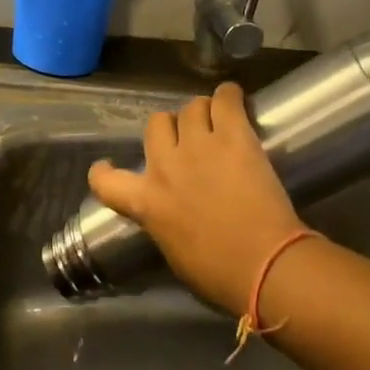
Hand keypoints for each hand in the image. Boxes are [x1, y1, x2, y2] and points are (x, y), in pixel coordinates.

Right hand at [88, 83, 303, 315]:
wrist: (265, 264)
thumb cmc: (219, 273)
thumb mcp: (173, 252)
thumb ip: (161, 222)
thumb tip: (169, 214)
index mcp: (145, 202)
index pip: (104, 180)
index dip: (104, 171)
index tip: (108, 167)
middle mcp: (164, 166)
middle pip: (156, 124)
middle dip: (169, 130)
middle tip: (187, 142)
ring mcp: (198, 146)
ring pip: (190, 107)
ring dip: (200, 113)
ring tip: (215, 122)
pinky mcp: (234, 136)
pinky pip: (226, 99)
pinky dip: (229, 96)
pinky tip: (233, 98)